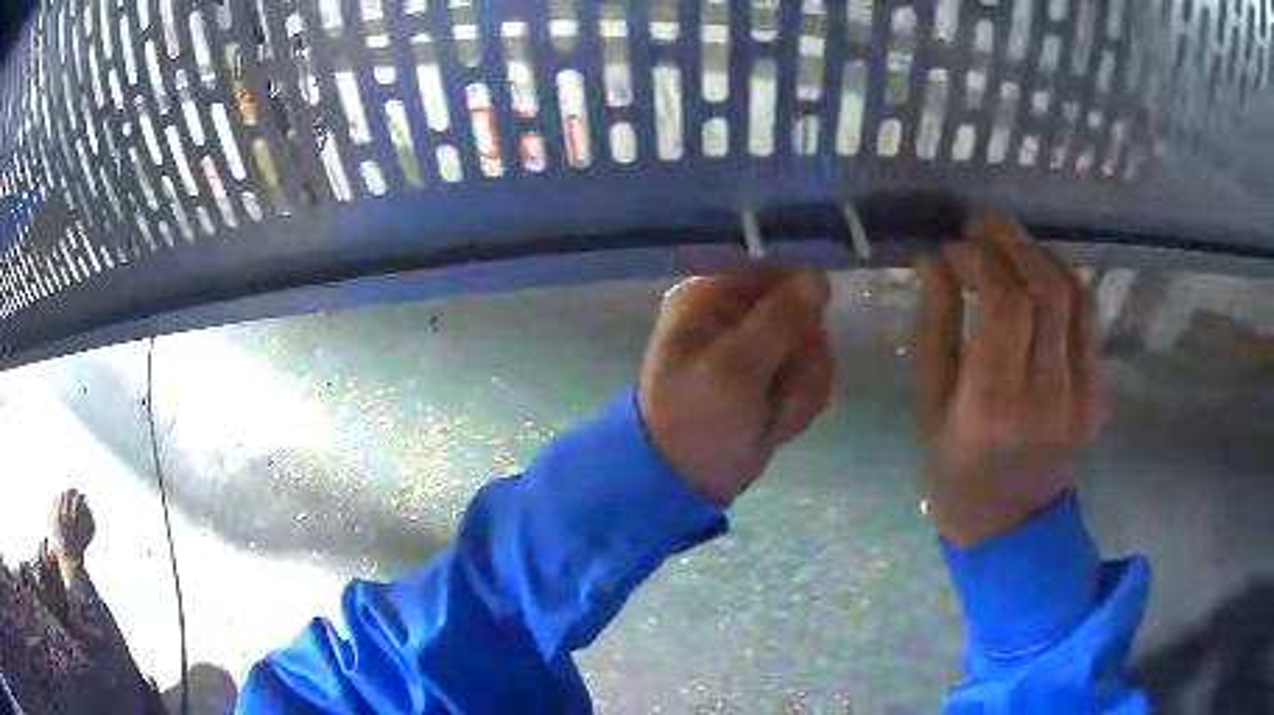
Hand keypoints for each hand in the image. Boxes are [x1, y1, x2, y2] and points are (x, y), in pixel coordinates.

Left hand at [639, 268, 834, 504]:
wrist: (684, 479)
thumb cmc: (696, 417)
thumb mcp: (735, 367)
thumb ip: (780, 321)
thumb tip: (818, 276)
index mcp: (714, 296)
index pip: (782, 276)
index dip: (802, 310)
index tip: (797, 346)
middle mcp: (738, 313)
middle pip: (807, 316)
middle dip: (800, 364)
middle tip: (773, 393)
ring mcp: (759, 348)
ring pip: (815, 352)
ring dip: (799, 392)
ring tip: (767, 416)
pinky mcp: (774, 379)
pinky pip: (811, 381)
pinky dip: (797, 408)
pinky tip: (774, 426)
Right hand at [914, 213, 1104, 546]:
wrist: (1010, 528)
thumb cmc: (955, 474)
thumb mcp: (928, 408)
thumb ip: (934, 328)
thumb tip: (935, 260)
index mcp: (993, 408)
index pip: (1003, 304)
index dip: (981, 259)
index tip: (955, 245)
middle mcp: (1046, 397)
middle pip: (1044, 290)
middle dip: (1011, 242)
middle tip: (982, 225)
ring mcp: (1082, 397)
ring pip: (1073, 296)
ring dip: (1040, 256)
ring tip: (1011, 243)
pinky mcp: (1099, 395)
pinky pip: (1087, 319)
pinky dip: (1065, 283)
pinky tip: (1040, 275)